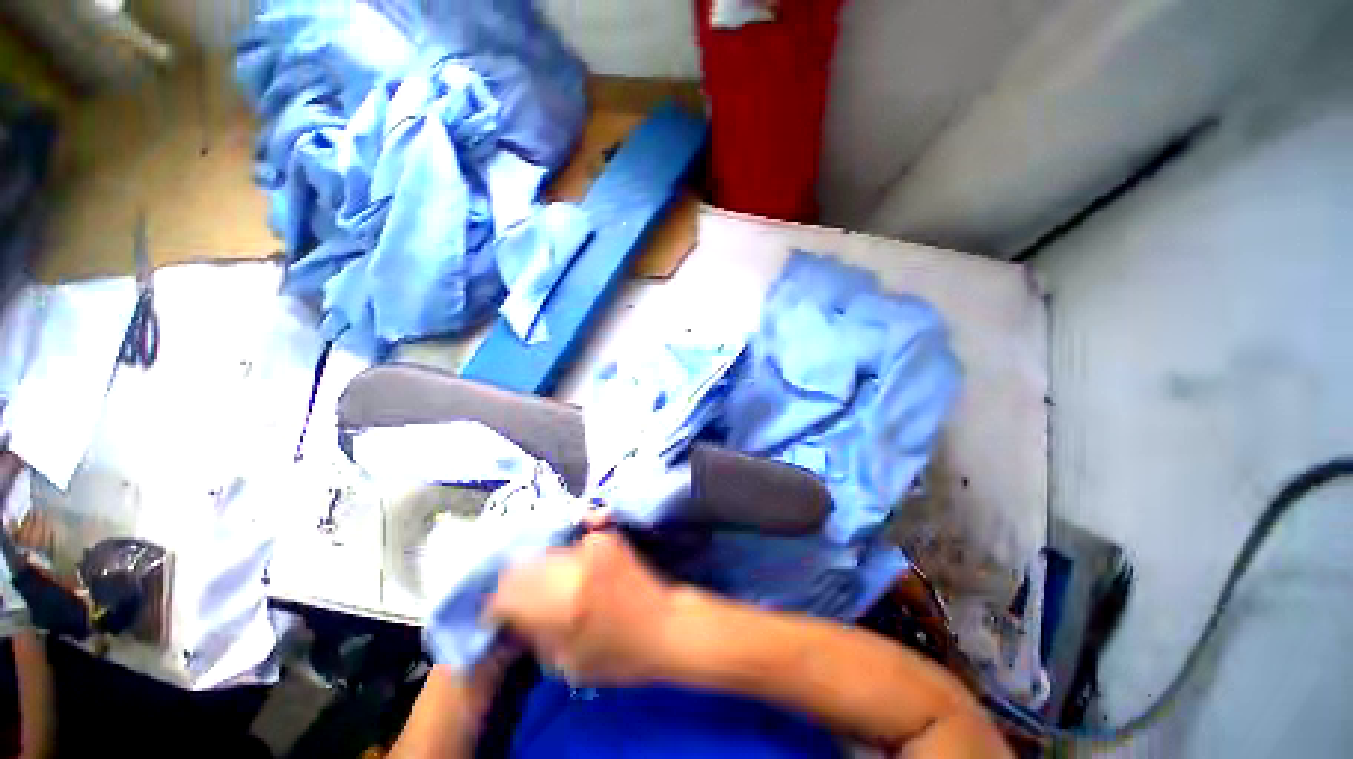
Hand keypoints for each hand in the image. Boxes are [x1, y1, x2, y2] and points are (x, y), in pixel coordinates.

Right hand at [485, 530, 672, 685]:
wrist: (663, 624)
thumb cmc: (618, 655)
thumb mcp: (566, 664)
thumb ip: (533, 636)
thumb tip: (511, 617)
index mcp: (563, 604)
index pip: (508, 594)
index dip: (494, 606)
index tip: (494, 615)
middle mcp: (575, 566)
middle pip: (522, 566)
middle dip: (512, 584)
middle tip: (514, 599)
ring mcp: (592, 546)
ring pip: (544, 551)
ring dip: (535, 569)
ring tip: (540, 585)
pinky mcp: (606, 537)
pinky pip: (569, 545)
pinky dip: (560, 558)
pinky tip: (565, 572)